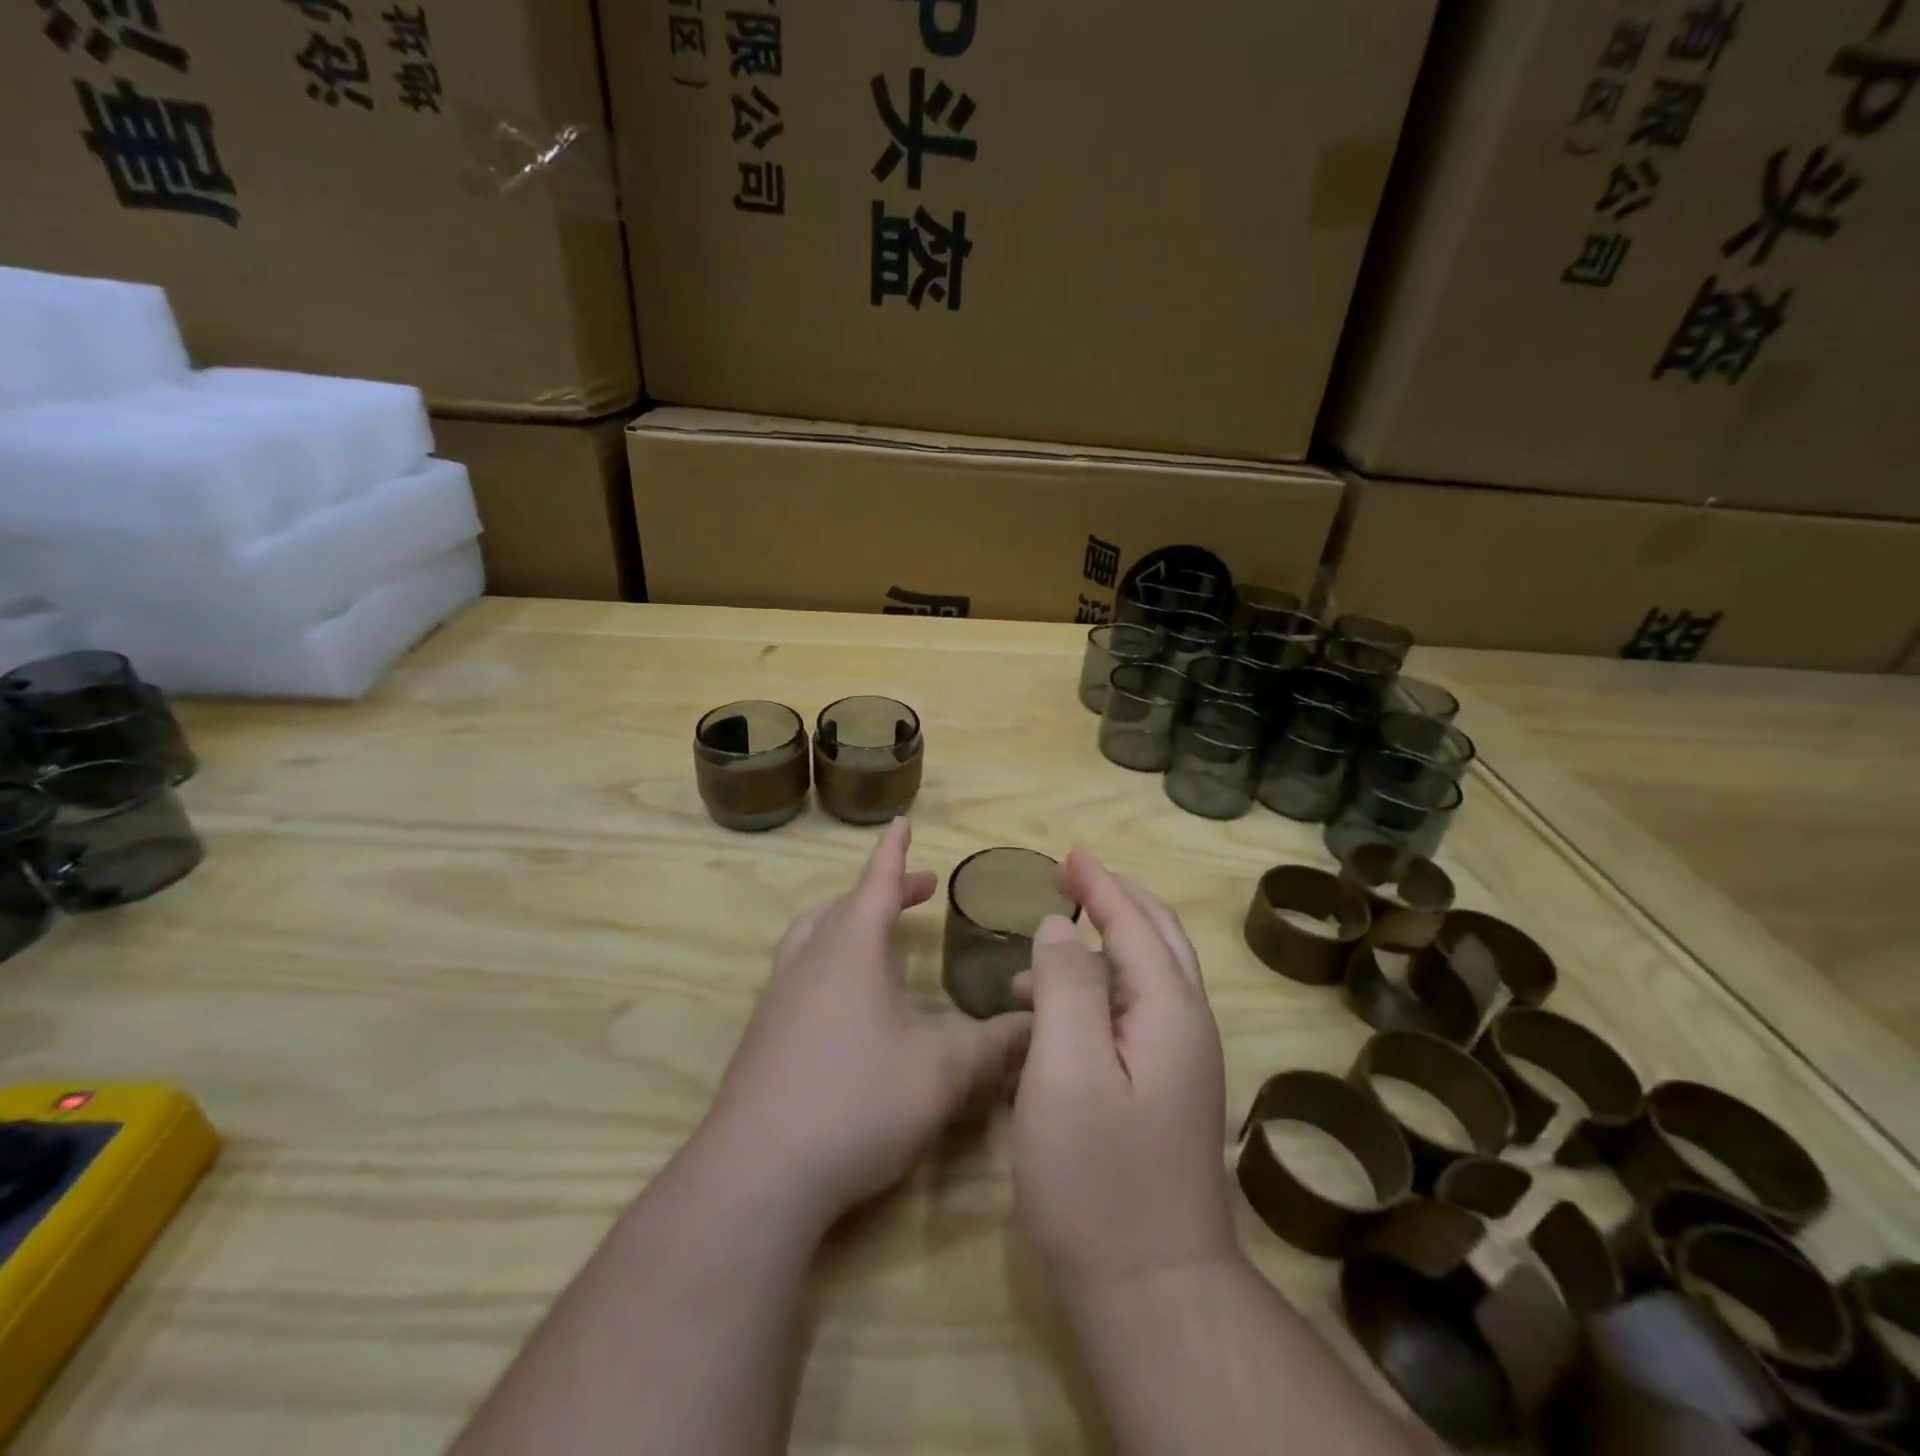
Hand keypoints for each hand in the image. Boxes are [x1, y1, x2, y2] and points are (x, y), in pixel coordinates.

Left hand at [701, 818, 1033, 1228]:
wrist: (758, 1172)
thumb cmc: (857, 1101)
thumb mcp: (941, 1072)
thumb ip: (994, 1046)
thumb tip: (1038, 1024)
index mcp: (851, 949)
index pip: (876, 882)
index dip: (895, 852)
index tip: (902, 823)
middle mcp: (810, 959)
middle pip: (846, 905)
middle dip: (884, 890)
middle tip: (918, 890)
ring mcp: (779, 995)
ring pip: (814, 935)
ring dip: (848, 920)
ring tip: (878, 933)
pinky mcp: (763, 1033)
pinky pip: (800, 970)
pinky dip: (829, 959)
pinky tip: (847, 1001)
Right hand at [1011, 850, 1236, 1301]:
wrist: (1152, 1292)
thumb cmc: (1098, 1177)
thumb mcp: (1066, 1069)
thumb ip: (1066, 985)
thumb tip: (1061, 928)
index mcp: (1169, 1010)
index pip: (1134, 922)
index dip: (1099, 884)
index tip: (1067, 856)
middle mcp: (1186, 1026)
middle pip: (1157, 937)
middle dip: (1115, 899)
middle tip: (1069, 879)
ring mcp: (1181, 1062)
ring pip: (1146, 976)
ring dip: (1100, 947)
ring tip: (1039, 951)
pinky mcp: (1165, 1092)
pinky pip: (1134, 1014)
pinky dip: (1098, 991)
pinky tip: (1052, 1015)